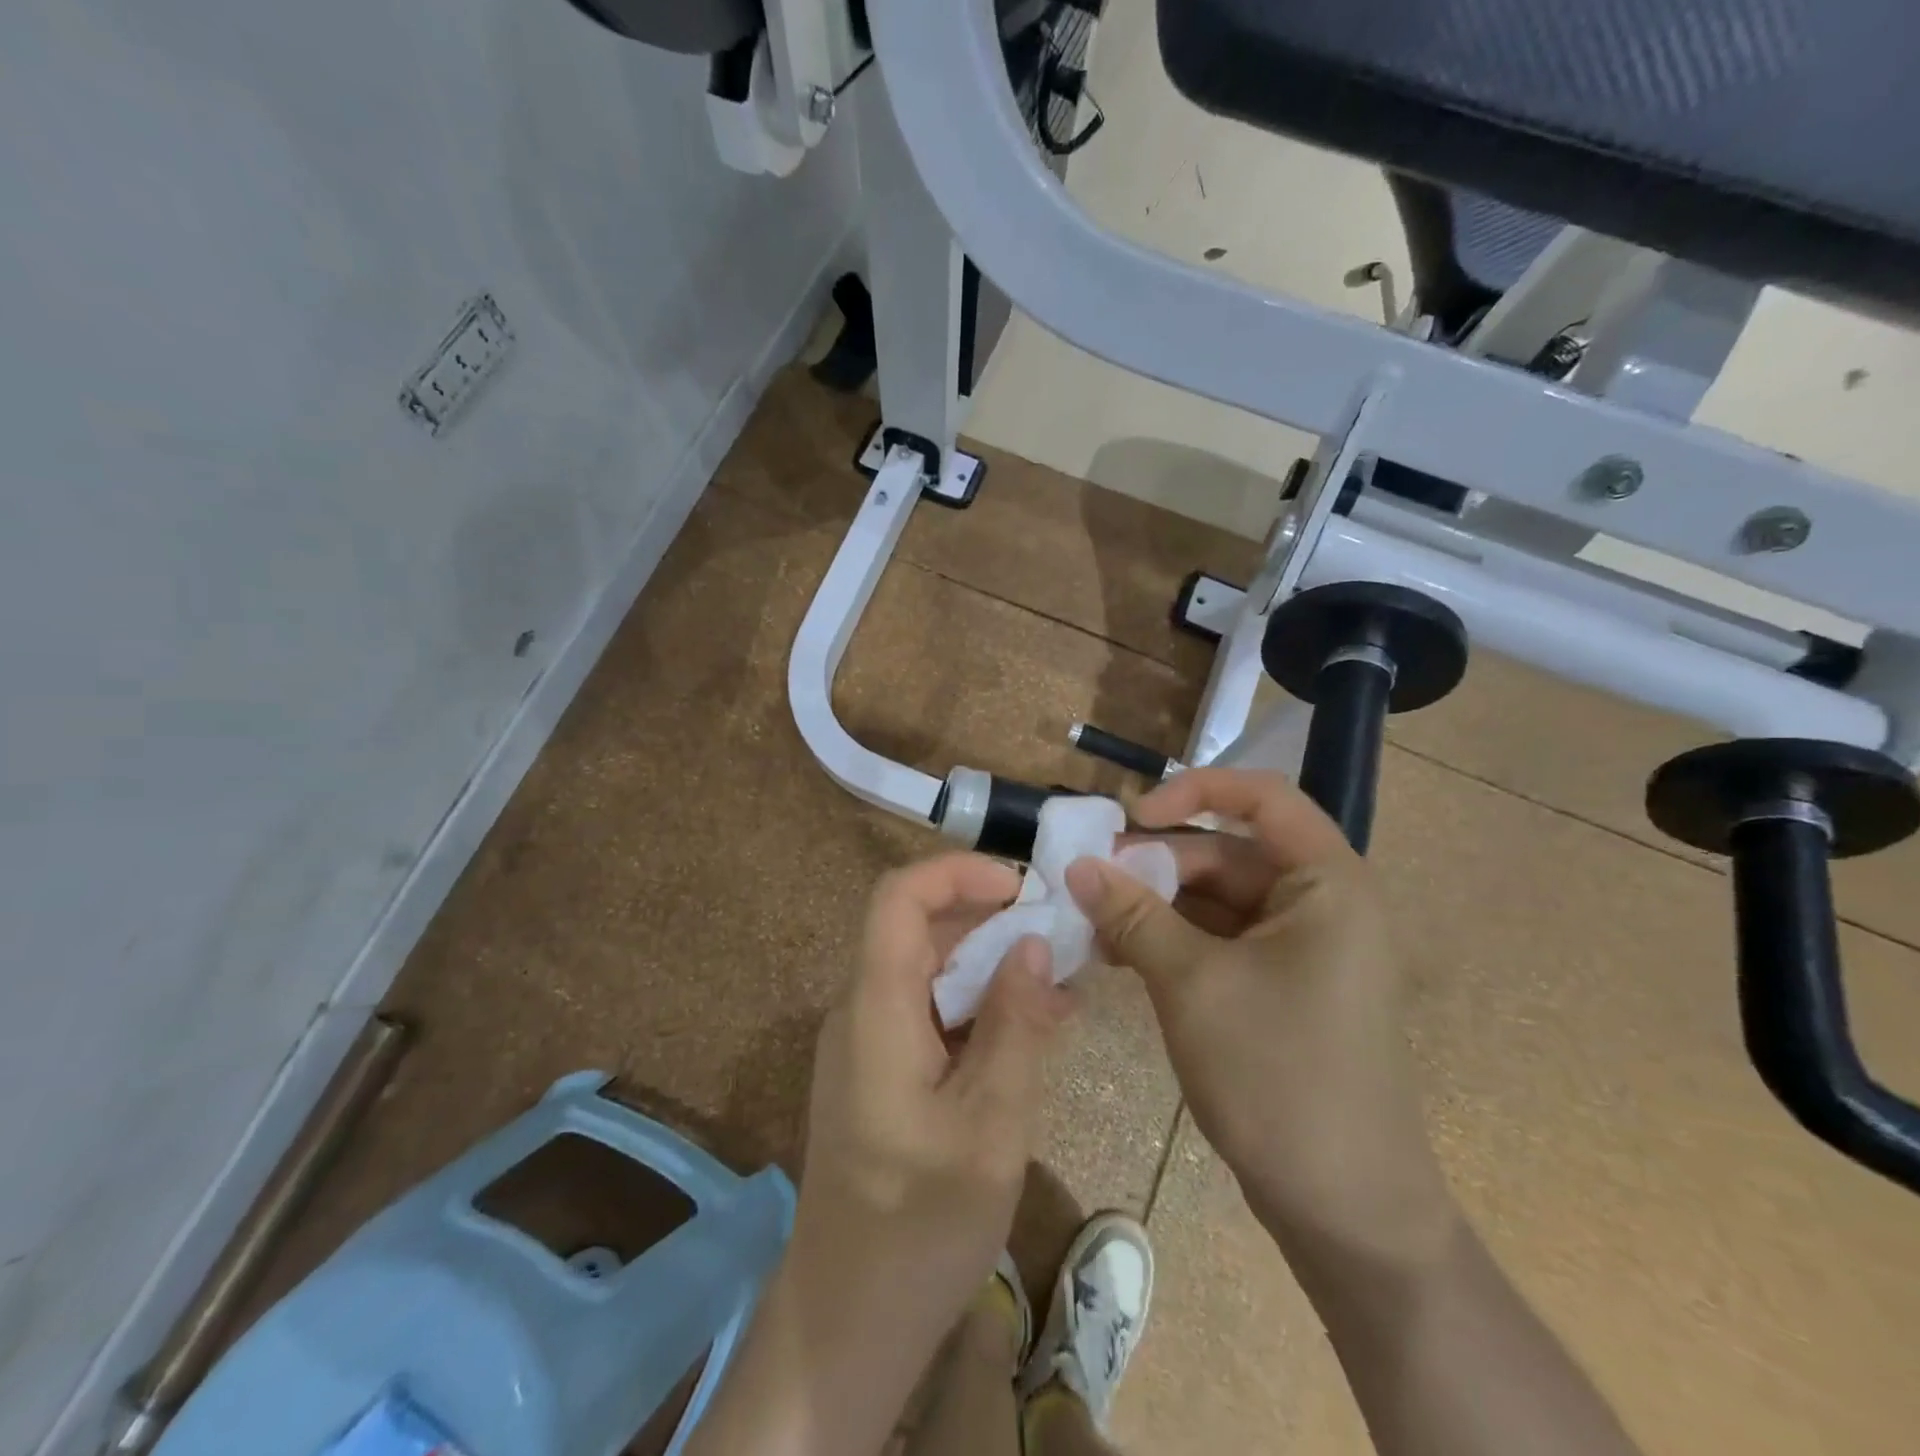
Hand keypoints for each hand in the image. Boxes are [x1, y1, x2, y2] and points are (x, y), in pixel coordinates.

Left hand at [791, 853, 1070, 1363]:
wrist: (847, 1322)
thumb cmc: (920, 1225)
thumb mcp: (990, 1124)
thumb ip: (1015, 1025)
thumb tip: (1033, 944)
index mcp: (876, 1008)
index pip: (899, 897)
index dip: (957, 873)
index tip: (1021, 887)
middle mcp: (862, 1011)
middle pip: (917, 930)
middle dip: (987, 919)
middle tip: (1057, 934)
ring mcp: (867, 1044)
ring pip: (928, 972)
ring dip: (989, 966)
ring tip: (1059, 982)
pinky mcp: (880, 1074)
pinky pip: (929, 1014)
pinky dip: (978, 1009)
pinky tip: (1032, 1029)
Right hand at [1065, 768, 1455, 1266]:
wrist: (1345, 1209)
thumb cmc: (1279, 1074)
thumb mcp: (1193, 983)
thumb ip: (1133, 914)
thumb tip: (1077, 866)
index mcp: (1326, 882)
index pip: (1261, 796)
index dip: (1194, 792)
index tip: (1131, 817)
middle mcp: (1319, 902)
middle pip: (1227, 851)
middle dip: (1156, 862)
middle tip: (1087, 880)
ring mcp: (1299, 947)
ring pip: (1214, 898)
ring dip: (1154, 905)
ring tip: (1090, 923)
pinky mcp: (1278, 985)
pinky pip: (1217, 939)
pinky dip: (1169, 939)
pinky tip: (1117, 954)